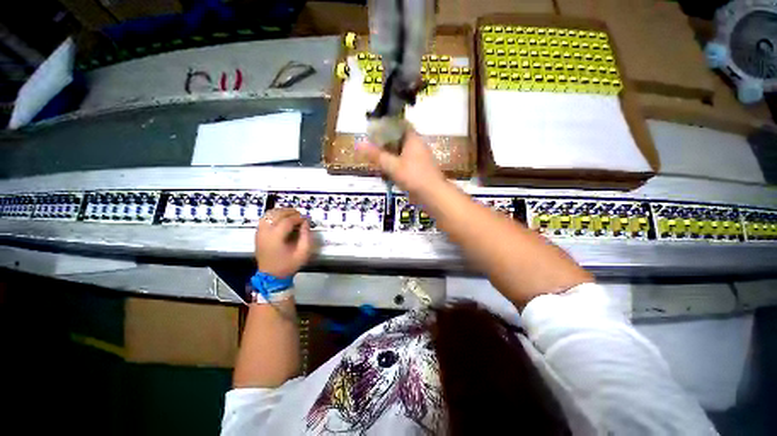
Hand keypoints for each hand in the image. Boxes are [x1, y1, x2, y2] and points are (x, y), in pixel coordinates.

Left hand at [255, 208, 311, 277]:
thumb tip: (306, 223)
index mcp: (276, 237)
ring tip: (290, 215)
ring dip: (281, 211)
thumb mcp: (301, 255)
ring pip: (270, 213)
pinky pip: (264, 218)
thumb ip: (306, 237)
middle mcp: (266, 231)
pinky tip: (280, 219)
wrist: (270, 276)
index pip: (288, 220)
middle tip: (299, 215)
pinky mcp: (257, 233)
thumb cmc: (286, 266)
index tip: (305, 219)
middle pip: (278, 213)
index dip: (298, 218)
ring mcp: (260, 231)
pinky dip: (273, 215)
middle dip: (290, 212)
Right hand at [357, 130, 445, 199]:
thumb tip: (358, 144)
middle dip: (385, 143)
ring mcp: (420, 157)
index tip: (373, 131)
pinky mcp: (420, 168)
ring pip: (401, 151)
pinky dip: (395, 164)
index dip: (386, 126)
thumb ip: (376, 155)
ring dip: (389, 155)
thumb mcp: (391, 166)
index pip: (399, 125)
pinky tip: (386, 173)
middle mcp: (418, 145)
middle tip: (370, 147)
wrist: (434, 196)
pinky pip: (405, 161)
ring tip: (376, 161)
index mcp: (413, 139)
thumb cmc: (414, 177)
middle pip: (399, 138)